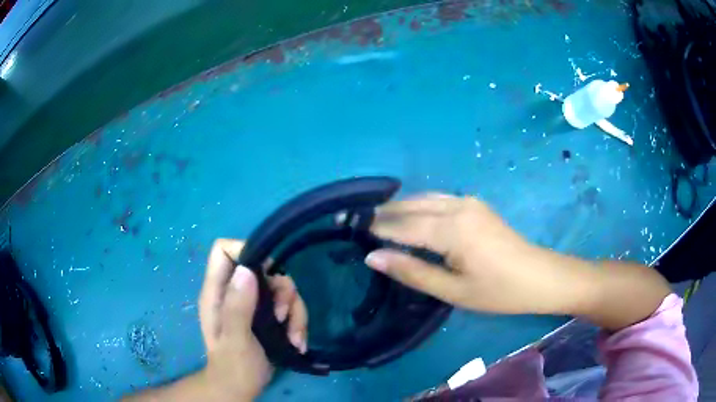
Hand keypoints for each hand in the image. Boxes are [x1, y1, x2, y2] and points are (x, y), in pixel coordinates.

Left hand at [198, 239, 307, 399]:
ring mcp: (252, 304)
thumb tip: (247, 270)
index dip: (245, 250)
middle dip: (280, 291)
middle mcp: (235, 292)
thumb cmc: (233, 367)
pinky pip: (290, 307)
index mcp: (217, 292)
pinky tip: (297, 343)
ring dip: (295, 311)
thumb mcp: (235, 340)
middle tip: (282, 315)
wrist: (242, 388)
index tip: (267, 271)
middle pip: (262, 269)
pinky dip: (297, 323)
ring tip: (294, 338)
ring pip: (281, 289)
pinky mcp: (268, 315)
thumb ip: (237, 307)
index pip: (224, 251)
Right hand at [363, 194, 591, 314]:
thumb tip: (373, 257)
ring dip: (401, 207)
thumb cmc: (497, 291)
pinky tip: (411, 215)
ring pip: (425, 198)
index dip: (377, 228)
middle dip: (385, 213)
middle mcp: (458, 206)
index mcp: (452, 229)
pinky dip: (419, 205)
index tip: (351, 229)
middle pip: (412, 205)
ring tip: (378, 219)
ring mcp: (469, 201)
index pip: (403, 225)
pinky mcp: (476, 204)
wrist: (539, 277)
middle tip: (358, 222)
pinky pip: (439, 199)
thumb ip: (412, 272)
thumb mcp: (453, 290)